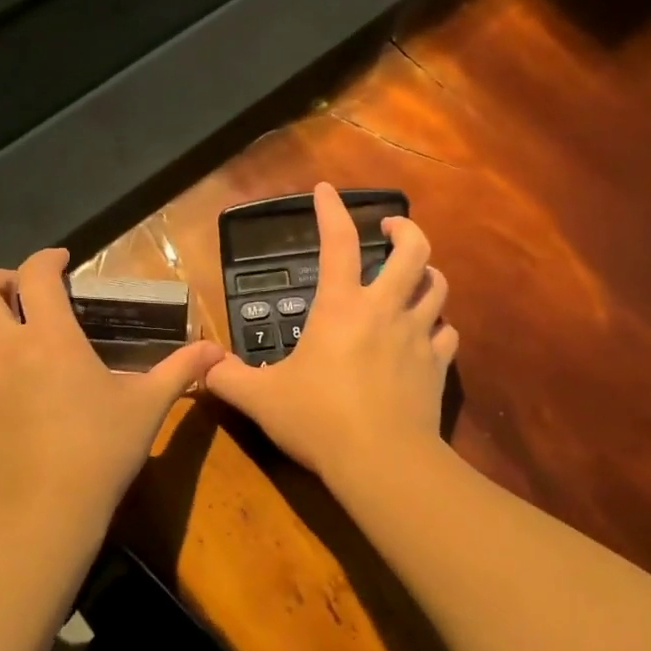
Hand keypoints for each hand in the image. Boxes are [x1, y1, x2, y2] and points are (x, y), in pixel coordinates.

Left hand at [0, 249, 223, 537]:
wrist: (37, 515)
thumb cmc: (98, 453)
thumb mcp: (147, 408)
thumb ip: (180, 371)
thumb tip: (218, 352)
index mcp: (49, 339)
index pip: (35, 276)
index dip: (47, 259)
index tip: (63, 261)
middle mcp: (3, 350)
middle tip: (24, 291)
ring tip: (7, 327)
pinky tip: (9, 381)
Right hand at [205, 183, 457, 487]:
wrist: (382, 459)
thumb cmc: (318, 419)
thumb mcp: (261, 399)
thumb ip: (228, 379)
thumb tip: (202, 370)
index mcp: (341, 307)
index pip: (337, 242)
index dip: (331, 210)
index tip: (325, 190)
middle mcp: (385, 309)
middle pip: (413, 249)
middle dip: (404, 228)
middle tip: (389, 228)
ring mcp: (418, 336)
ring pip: (437, 286)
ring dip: (426, 273)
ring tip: (412, 276)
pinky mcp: (438, 366)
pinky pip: (448, 334)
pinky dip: (439, 327)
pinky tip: (429, 334)